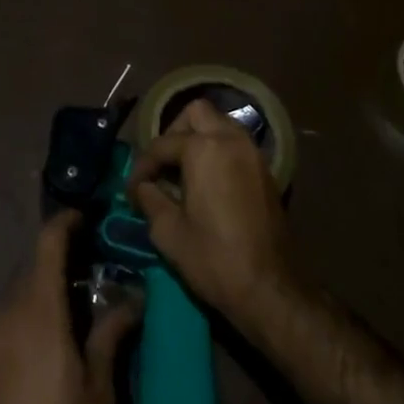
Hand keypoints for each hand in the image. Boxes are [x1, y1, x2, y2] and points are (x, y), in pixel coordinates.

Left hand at [0, 211, 137, 403]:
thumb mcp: (98, 389)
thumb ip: (111, 334)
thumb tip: (132, 300)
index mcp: (38, 307)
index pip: (48, 241)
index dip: (66, 222)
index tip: (84, 219)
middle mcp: (6, 309)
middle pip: (34, 268)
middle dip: (60, 266)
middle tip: (89, 280)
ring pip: (17, 295)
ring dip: (42, 296)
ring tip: (69, 318)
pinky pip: (2, 322)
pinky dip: (23, 320)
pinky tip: (41, 351)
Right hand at [129, 98, 298, 334]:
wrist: (270, 290)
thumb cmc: (214, 259)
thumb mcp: (169, 232)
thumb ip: (150, 199)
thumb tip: (142, 187)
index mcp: (204, 148)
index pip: (162, 145)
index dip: (142, 167)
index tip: (132, 190)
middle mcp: (230, 139)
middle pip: (196, 113)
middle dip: (174, 133)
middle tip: (162, 165)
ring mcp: (252, 153)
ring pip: (220, 124)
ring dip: (198, 138)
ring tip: (182, 171)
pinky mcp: (265, 171)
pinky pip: (235, 144)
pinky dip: (218, 151)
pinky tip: (207, 182)